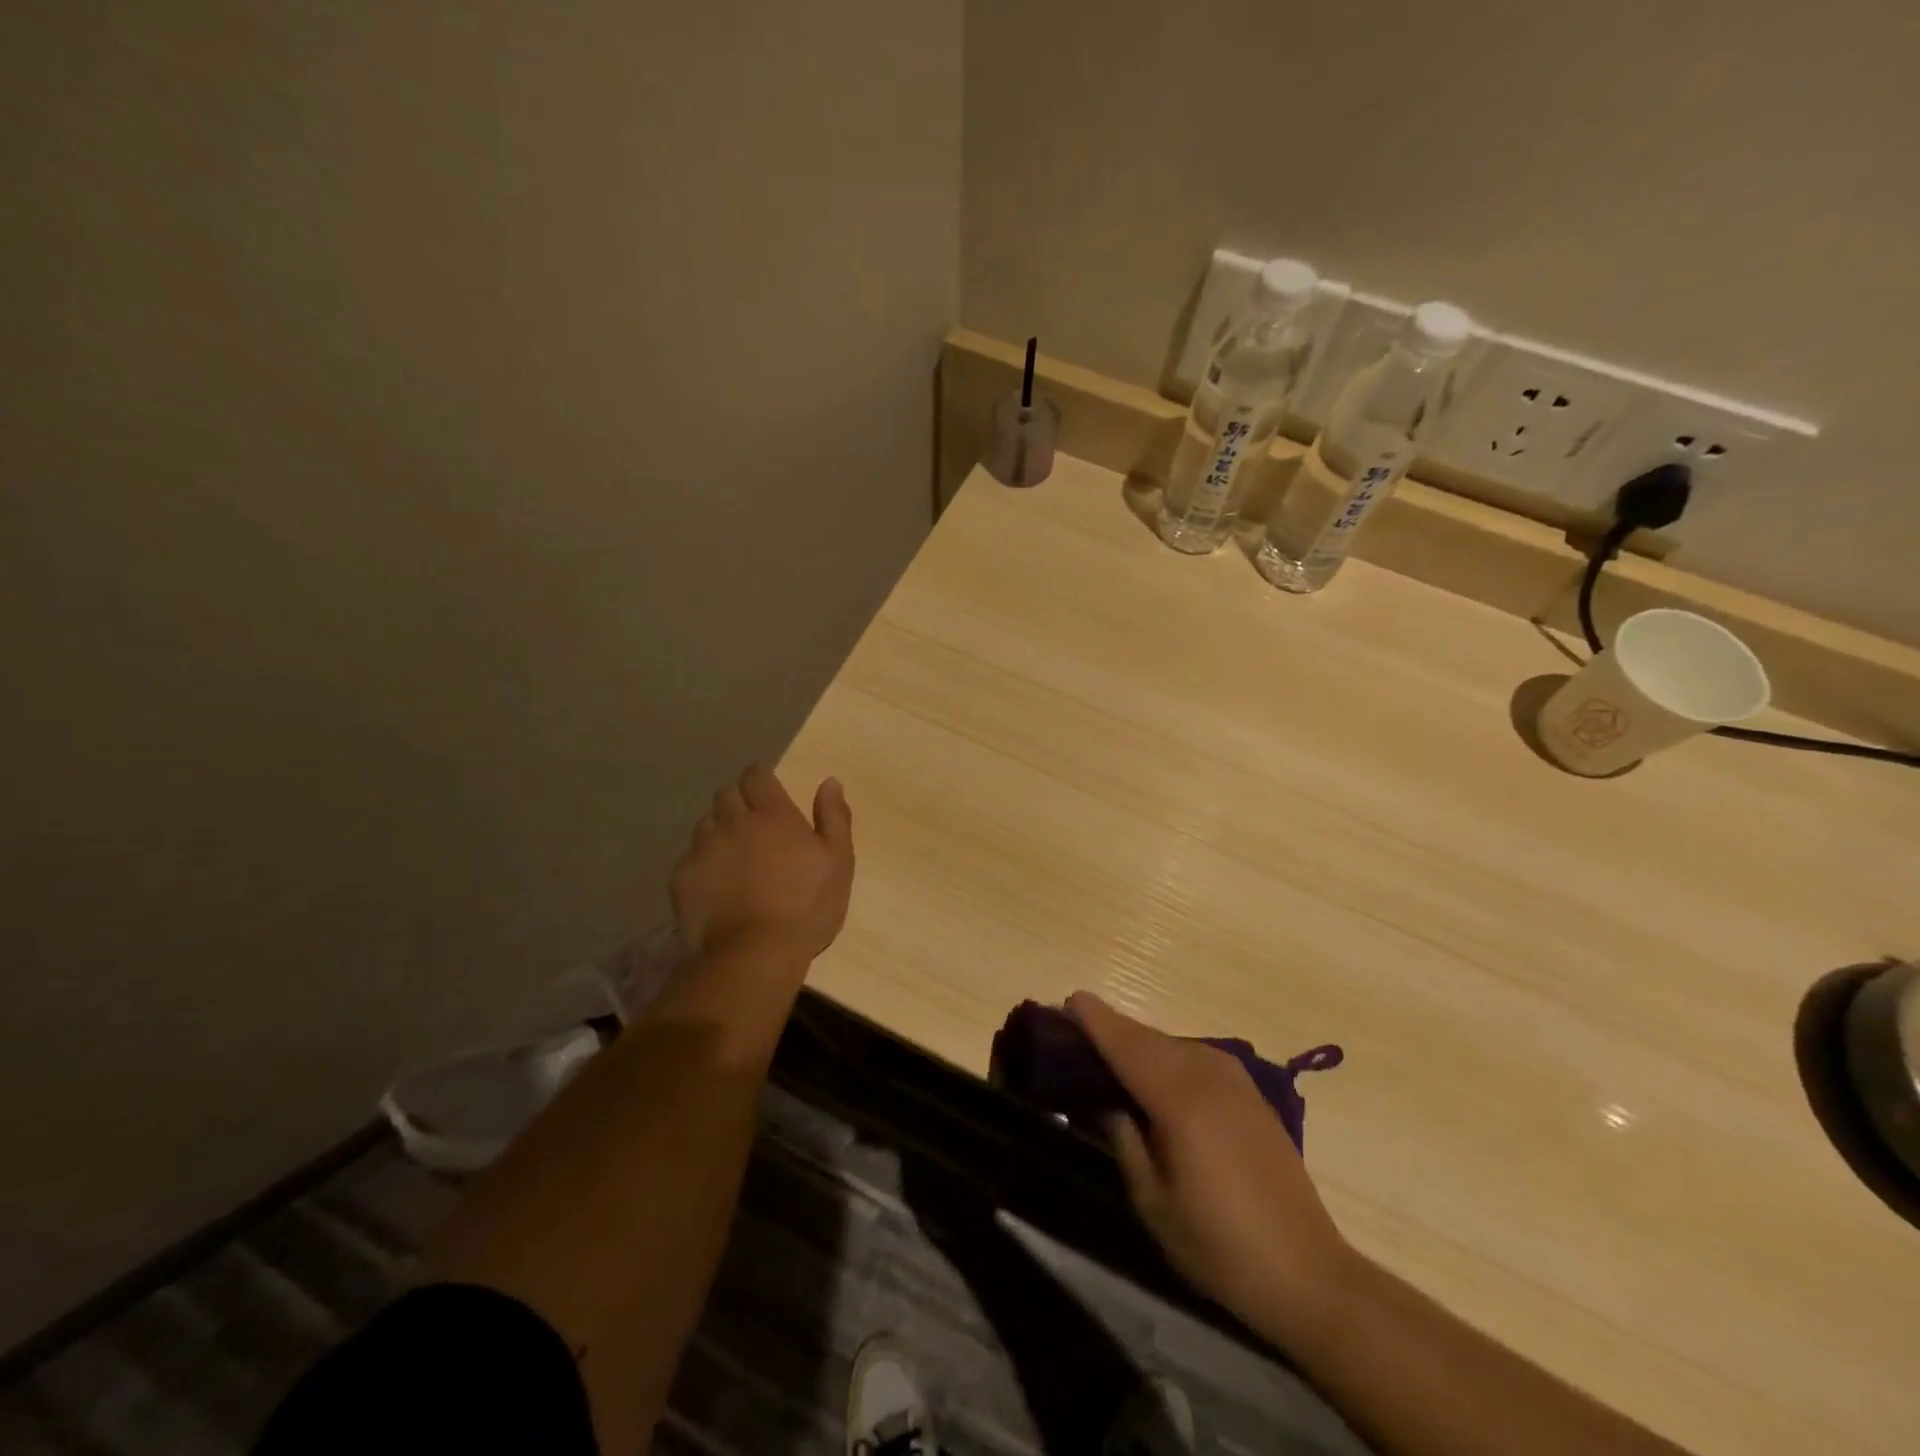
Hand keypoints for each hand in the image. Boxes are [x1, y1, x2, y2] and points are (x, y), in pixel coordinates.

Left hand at [670, 765, 853, 959]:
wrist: (757, 952)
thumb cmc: (808, 905)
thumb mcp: (838, 860)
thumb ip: (834, 817)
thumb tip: (829, 782)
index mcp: (772, 814)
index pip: (756, 776)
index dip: (759, 778)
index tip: (765, 788)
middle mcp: (733, 822)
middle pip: (726, 795)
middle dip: (737, 800)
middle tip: (752, 822)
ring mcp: (703, 850)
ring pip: (705, 825)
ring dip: (718, 830)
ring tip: (731, 854)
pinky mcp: (682, 879)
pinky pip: (689, 859)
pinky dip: (702, 864)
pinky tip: (715, 885)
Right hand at [1068, 991, 1357, 1345]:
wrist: (1308, 1274)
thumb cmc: (1220, 1246)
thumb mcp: (1154, 1203)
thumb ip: (1125, 1141)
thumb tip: (1107, 1101)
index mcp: (1181, 1101)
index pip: (1128, 1047)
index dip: (1098, 1021)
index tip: (1070, 999)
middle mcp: (1208, 1078)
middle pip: (1150, 1039)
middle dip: (1114, 1027)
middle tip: (1079, 1025)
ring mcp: (1236, 1083)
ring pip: (1175, 1045)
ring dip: (1141, 1040)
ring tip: (1111, 1047)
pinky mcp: (1252, 1096)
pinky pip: (1198, 1057)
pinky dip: (1169, 1053)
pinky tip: (1158, 1069)